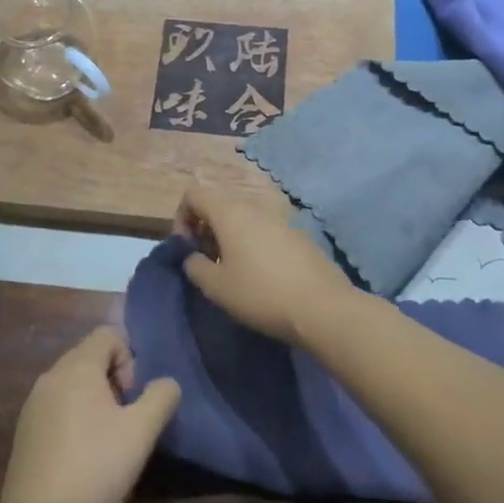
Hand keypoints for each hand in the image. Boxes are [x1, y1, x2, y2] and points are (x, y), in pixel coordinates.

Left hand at [0, 327, 179, 502]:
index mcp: (76, 367)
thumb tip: (166, 383)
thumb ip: (161, 397)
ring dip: (94, 400)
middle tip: (126, 421)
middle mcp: (50, 376)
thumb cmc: (96, 470)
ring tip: (106, 442)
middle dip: (114, 380)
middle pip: (89, 357)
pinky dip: (74, 418)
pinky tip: (82, 458)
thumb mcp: (141, 432)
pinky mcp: (23, 433)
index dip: (130, 358)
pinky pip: (56, 407)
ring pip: (72, 384)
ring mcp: (31, 405)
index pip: (108, 334)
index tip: (134, 398)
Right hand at [176, 184, 354, 346]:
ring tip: (233, 271)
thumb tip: (193, 257)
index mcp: (230, 213)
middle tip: (207, 262)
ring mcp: (280, 219)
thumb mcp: (216, 287)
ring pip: (243, 218)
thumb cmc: (260, 294)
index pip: (193, 194)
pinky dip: (253, 244)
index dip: (181, 218)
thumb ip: (194, 266)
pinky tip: (261, 275)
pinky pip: (265, 230)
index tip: (187, 248)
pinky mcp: (298, 235)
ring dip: (229, 237)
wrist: (322, 308)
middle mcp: (254, 207)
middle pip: (219, 204)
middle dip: (205, 229)